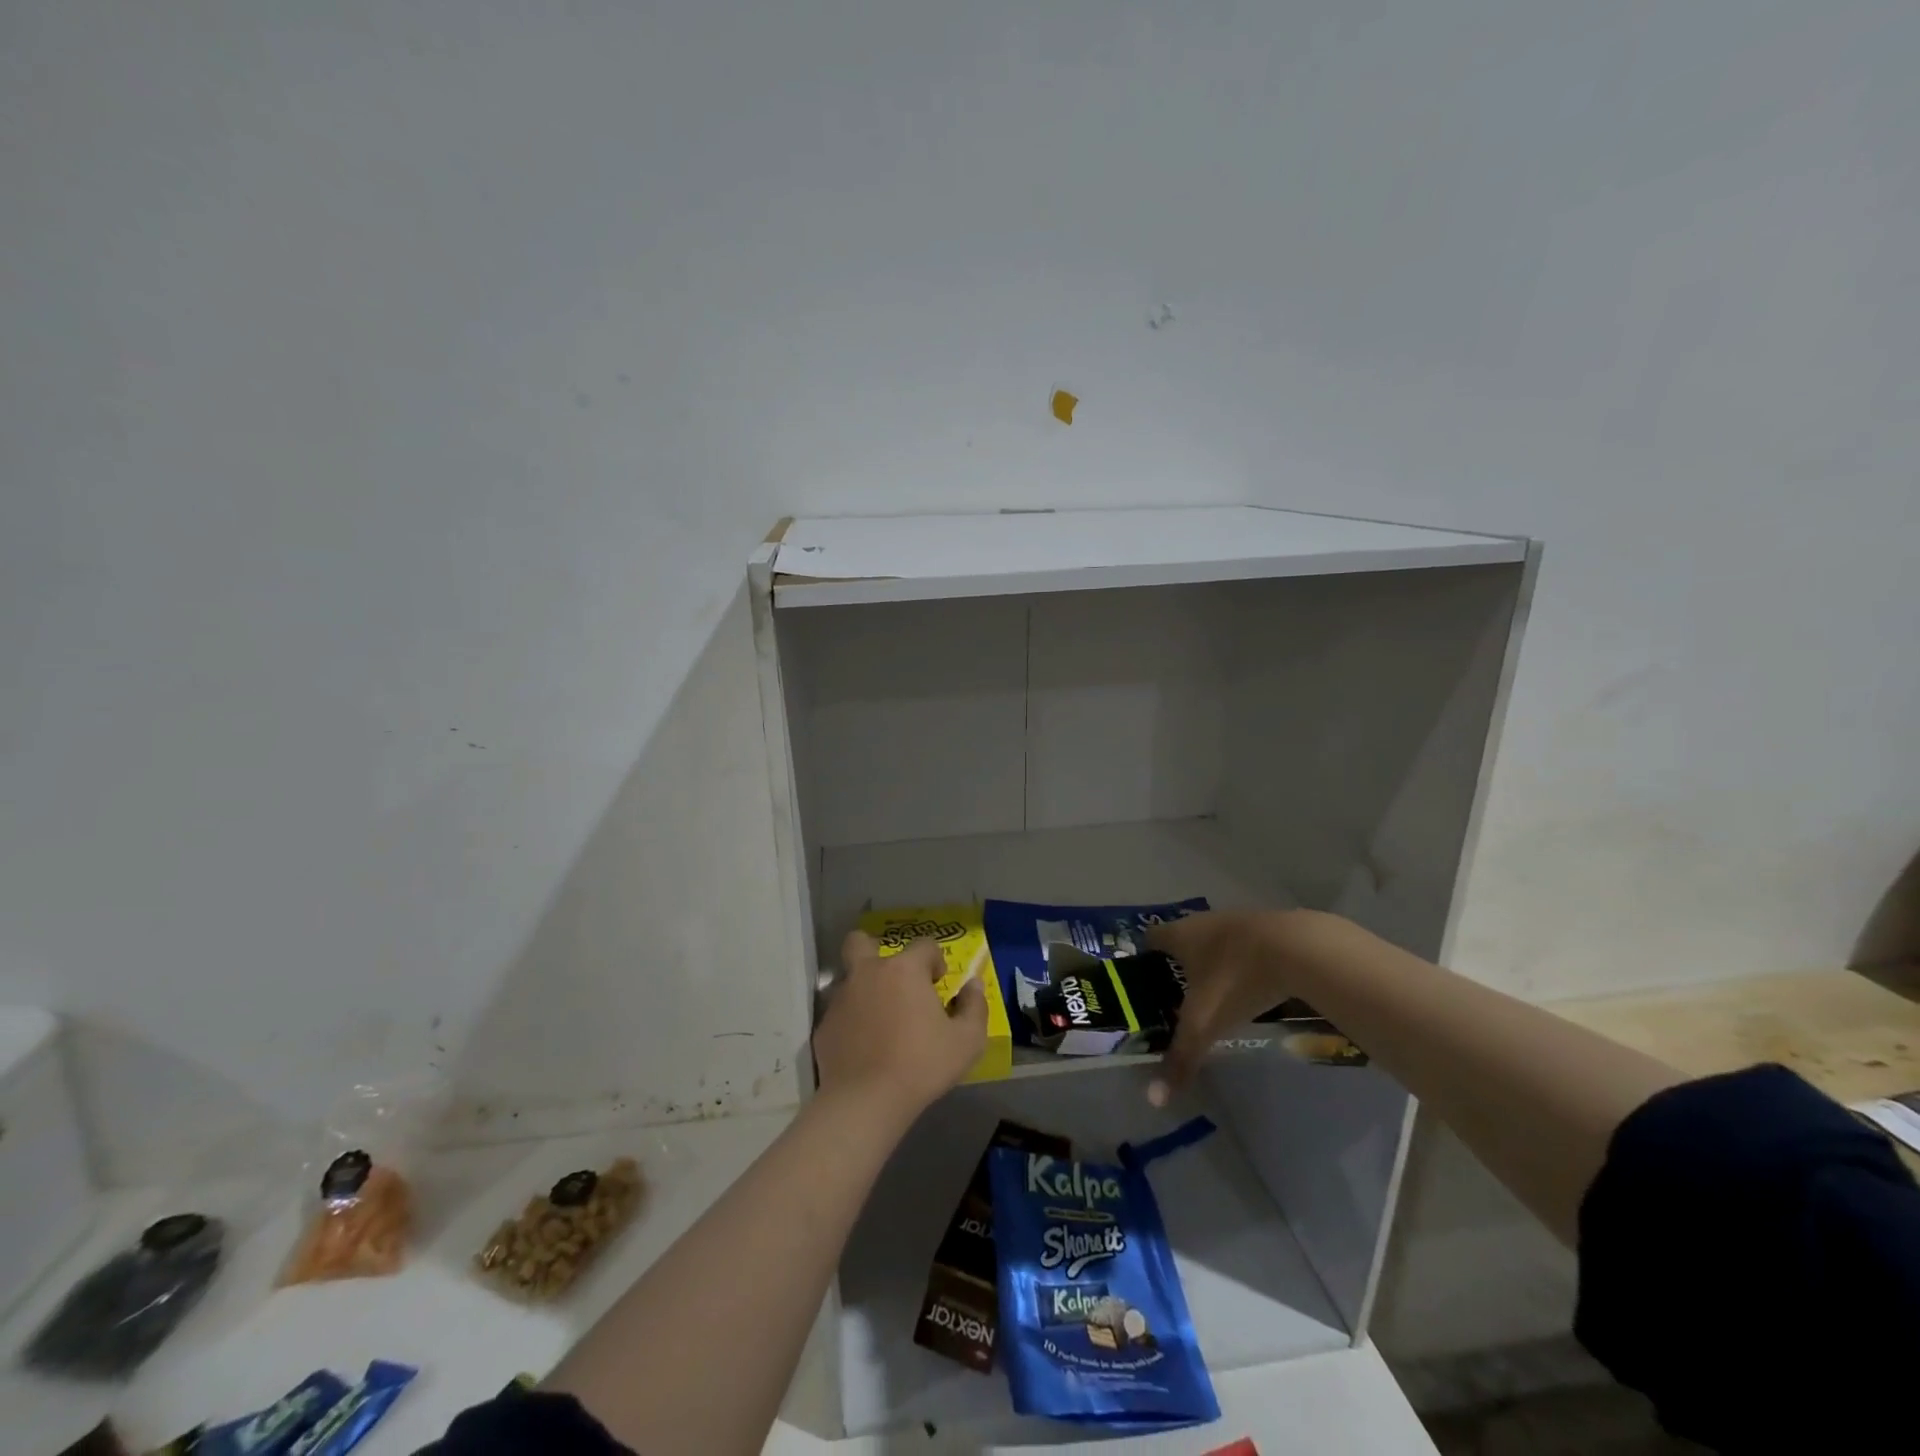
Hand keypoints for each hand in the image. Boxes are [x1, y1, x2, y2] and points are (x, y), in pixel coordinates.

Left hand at [812, 931, 987, 1117]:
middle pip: (862, 942)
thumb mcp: (967, 1041)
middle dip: (875, 950)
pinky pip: (840, 1014)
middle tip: (894, 980)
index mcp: (903, 970)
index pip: (924, 945)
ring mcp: (841, 999)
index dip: (935, 960)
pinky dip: (852, 1022)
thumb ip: (975, 1007)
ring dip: (865, 990)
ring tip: (881, 1021)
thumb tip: (973, 985)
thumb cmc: (922, 1065)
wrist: (866, 1101)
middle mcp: (868, 973)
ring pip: (850, 979)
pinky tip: (864, 1048)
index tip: (938, 983)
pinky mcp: (824, 1027)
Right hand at [1146, 909, 1317, 1104]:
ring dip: (1212, 965)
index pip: (1149, 940)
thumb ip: (1180, 1057)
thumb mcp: (1205, 1023)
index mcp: (1179, 935)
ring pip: (1214, 943)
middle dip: (1178, 967)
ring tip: (1214, 997)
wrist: (1299, 947)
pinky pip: (1244, 947)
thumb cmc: (1236, 978)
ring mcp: (1236, 921)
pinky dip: (1242, 965)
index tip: (1144, 987)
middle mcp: (1202, 921)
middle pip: (1181, 941)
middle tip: (1177, 1000)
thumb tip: (1153, 1098)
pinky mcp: (1267, 928)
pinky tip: (1251, 988)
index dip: (1144, 961)